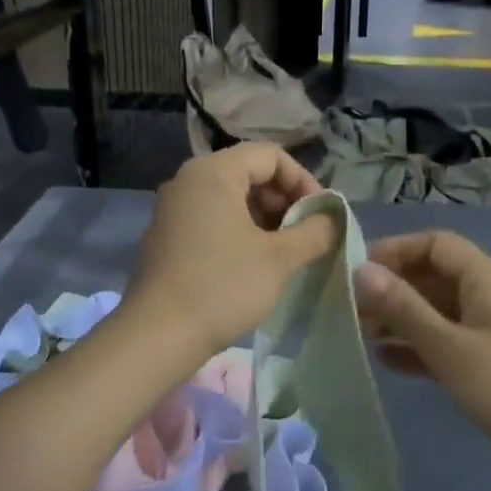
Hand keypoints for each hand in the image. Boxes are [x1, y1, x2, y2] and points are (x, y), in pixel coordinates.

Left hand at [124, 144, 336, 365]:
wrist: (158, 335)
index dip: (303, 181)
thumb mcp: (280, 259)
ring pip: (230, 198)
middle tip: (305, 235)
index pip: (270, 156)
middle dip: (284, 201)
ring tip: (284, 253)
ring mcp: (172, 209)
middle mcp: (187, 180)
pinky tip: (254, 265)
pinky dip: (238, 231)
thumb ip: (315, 232)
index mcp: (213, 172)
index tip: (320, 216)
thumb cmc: (224, 287)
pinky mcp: (166, 236)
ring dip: (263, 219)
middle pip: (248, 172)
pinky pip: (211, 219)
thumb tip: (332, 219)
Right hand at [354, 230, 490, 490]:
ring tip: (359, 334)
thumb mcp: (449, 347)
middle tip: (349, 309)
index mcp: (488, 278)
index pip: (436, 245)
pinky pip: (449, 342)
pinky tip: (387, 361)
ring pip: (439, 312)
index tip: (355, 270)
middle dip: (393, 289)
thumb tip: (361, 270)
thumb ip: (403, 308)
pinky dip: (420, 347)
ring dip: (402, 319)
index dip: (395, 251)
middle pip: (435, 277)